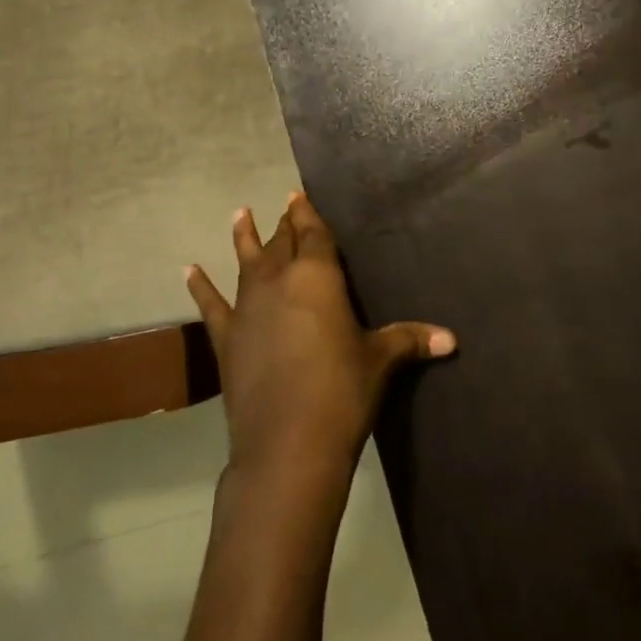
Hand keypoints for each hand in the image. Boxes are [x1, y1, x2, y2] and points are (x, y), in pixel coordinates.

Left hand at [186, 192, 455, 481]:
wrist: (288, 445)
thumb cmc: (342, 392)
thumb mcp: (380, 362)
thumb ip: (410, 340)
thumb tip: (452, 339)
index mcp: (317, 277)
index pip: (313, 234)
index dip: (307, 214)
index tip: (299, 195)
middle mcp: (278, 282)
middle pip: (282, 243)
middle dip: (285, 224)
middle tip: (284, 207)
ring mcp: (248, 308)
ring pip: (246, 262)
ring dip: (244, 237)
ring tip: (240, 213)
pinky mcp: (227, 339)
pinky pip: (210, 305)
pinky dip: (199, 287)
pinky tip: (188, 270)